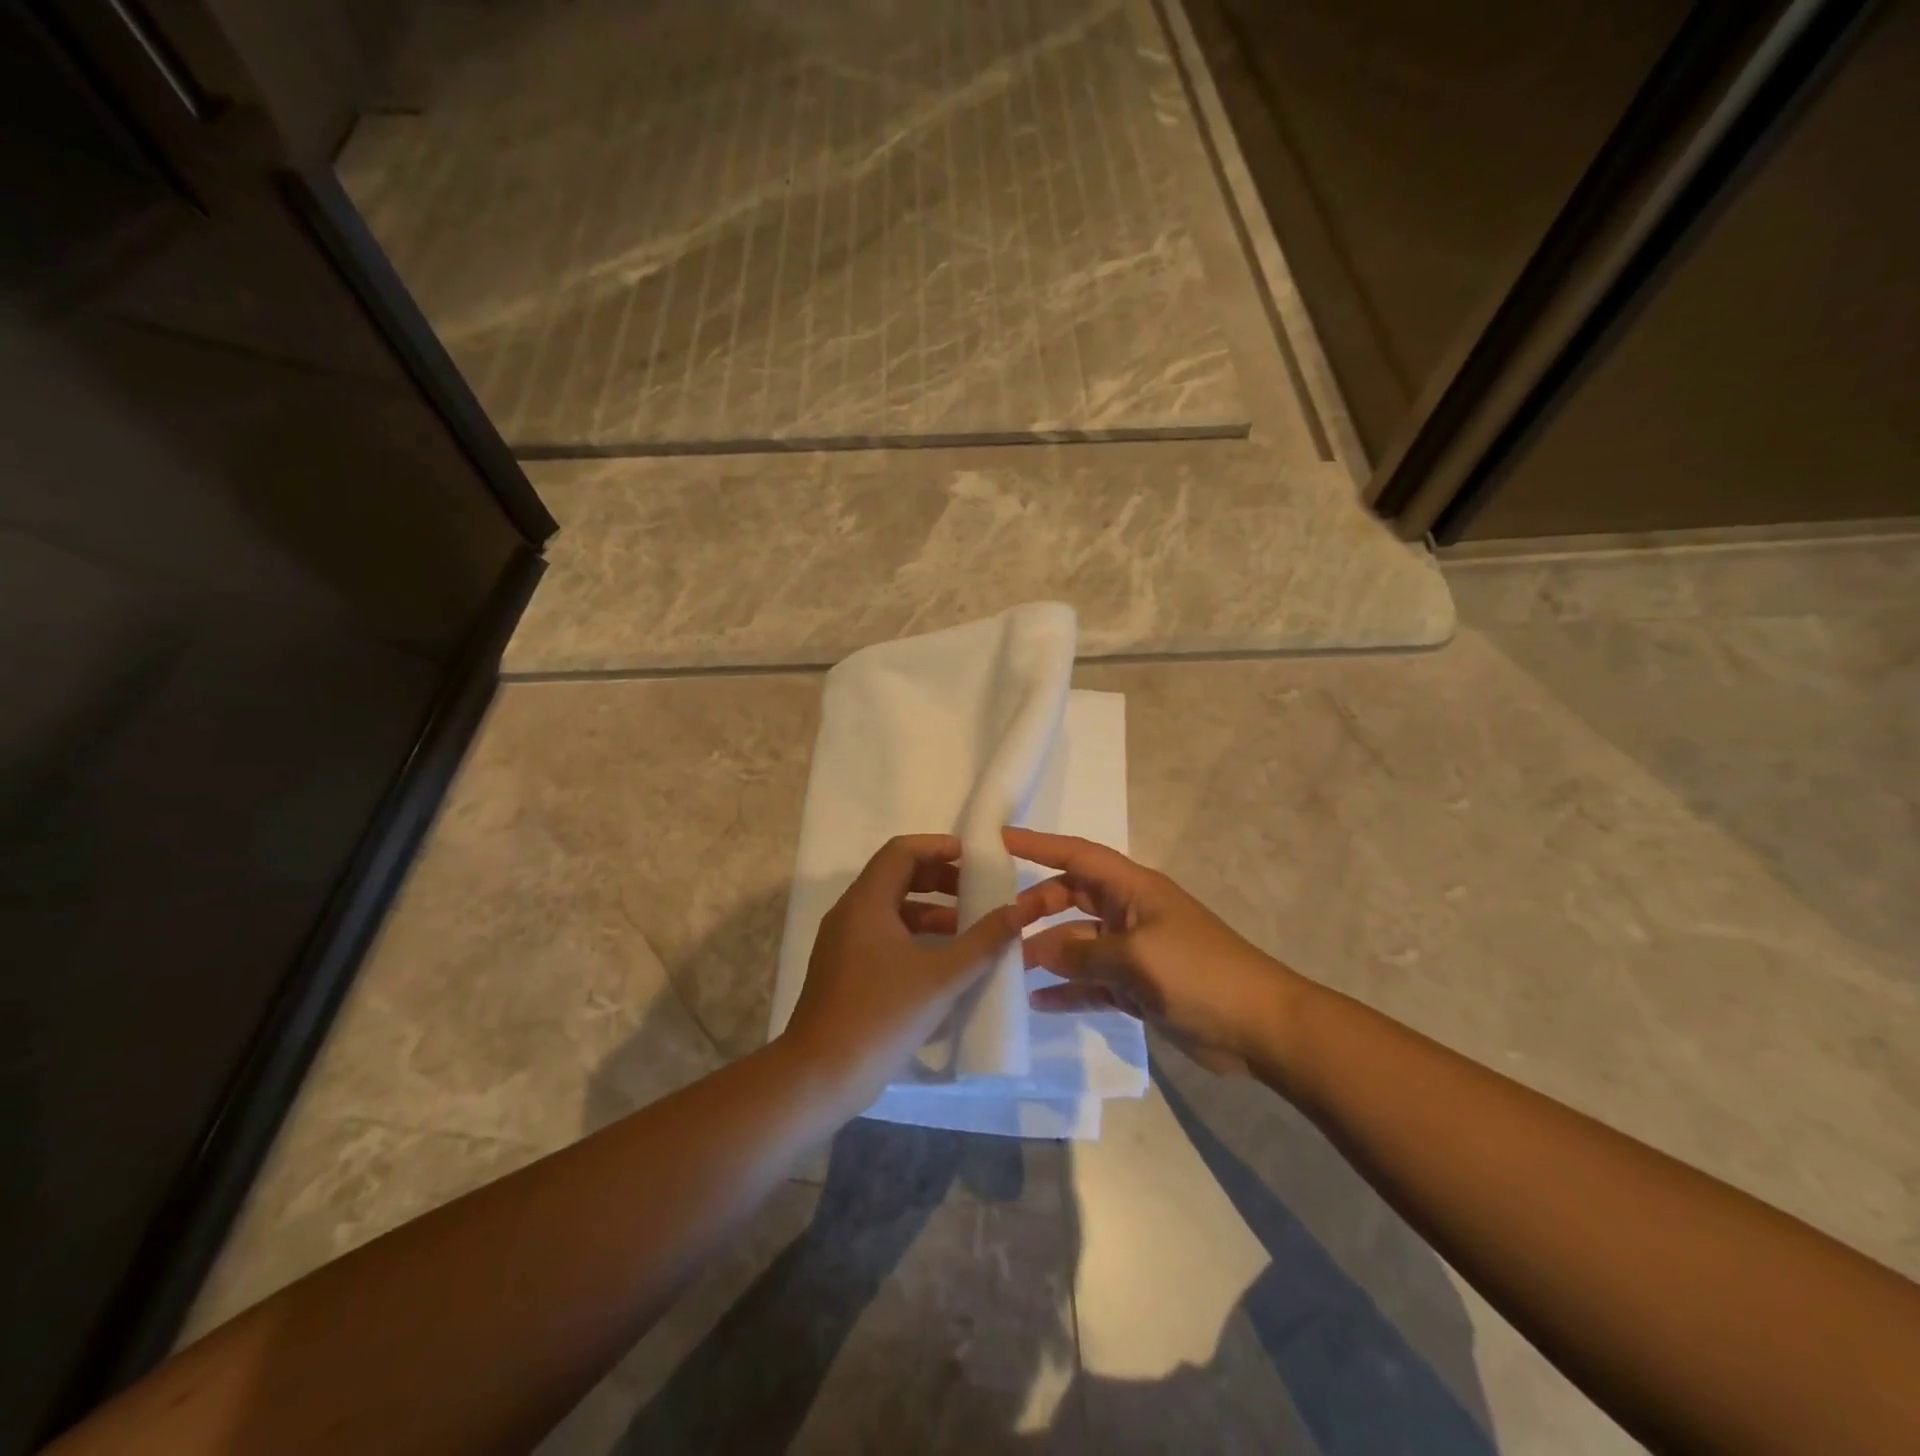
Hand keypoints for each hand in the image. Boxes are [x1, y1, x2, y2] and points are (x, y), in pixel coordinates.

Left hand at [778, 834, 1020, 1118]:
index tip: (973, 857)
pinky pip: (882, 935)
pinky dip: (913, 935)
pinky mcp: (843, 970)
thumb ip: (982, 941)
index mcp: (866, 902)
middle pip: (896, 876)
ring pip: (890, 908)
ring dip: (929, 910)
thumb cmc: (881, 1015)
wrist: (819, 1076)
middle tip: (976, 891)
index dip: (939, 847)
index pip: (902, 851)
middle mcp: (850, 913)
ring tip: (967, 928)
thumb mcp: (941, 977)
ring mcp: (843, 943)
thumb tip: (1015, 911)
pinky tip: (941, 961)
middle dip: (938, 878)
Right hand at [1007, 827, 1305, 1076]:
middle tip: (999, 927)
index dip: (1038, 844)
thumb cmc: (1199, 973)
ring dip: (1046, 954)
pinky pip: (1091, 981)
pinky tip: (1037, 1002)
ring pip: (1076, 943)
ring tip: (1006, 969)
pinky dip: (1067, 990)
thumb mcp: (1136, 958)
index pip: (1076, 855)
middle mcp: (1128, 913)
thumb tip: (1037, 953)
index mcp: (1132, 889)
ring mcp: (1131, 951)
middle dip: (1035, 908)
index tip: (997, 840)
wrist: (1260, 1026)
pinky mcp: (1136, 987)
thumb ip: (1082, 954)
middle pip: (1070, 898)